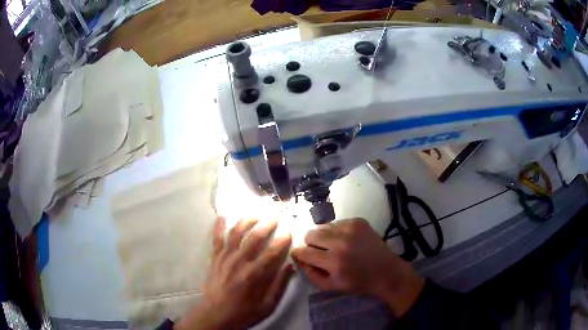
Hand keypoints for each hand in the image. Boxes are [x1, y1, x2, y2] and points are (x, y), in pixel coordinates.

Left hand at [175, 217, 292, 329]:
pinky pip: (216, 239)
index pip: (272, 252)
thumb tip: (290, 266)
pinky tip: (223, 216)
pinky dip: (219, 226)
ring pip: (235, 234)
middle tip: (274, 215)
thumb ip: (279, 286)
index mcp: (254, 274)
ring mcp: (224, 258)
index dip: (282, 241)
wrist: (215, 315)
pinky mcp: (215, 259)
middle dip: (266, 224)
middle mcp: (239, 262)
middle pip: (254, 238)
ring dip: (246, 221)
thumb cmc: (243, 312)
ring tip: (254, 214)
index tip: (289, 232)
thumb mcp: (267, 305)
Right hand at [291, 218, 423, 315]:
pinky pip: (337, 222)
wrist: (386, 271)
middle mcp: (341, 243)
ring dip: (324, 237)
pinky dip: (337, 231)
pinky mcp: (358, 221)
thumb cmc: (358, 282)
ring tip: (334, 246)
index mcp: (334, 262)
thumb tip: (299, 259)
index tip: (299, 255)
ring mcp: (350, 229)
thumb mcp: (331, 286)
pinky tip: (346, 240)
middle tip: (319, 251)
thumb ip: (311, 274)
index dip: (298, 254)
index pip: (304, 252)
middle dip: (310, 244)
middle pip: (311, 234)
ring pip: (323, 226)